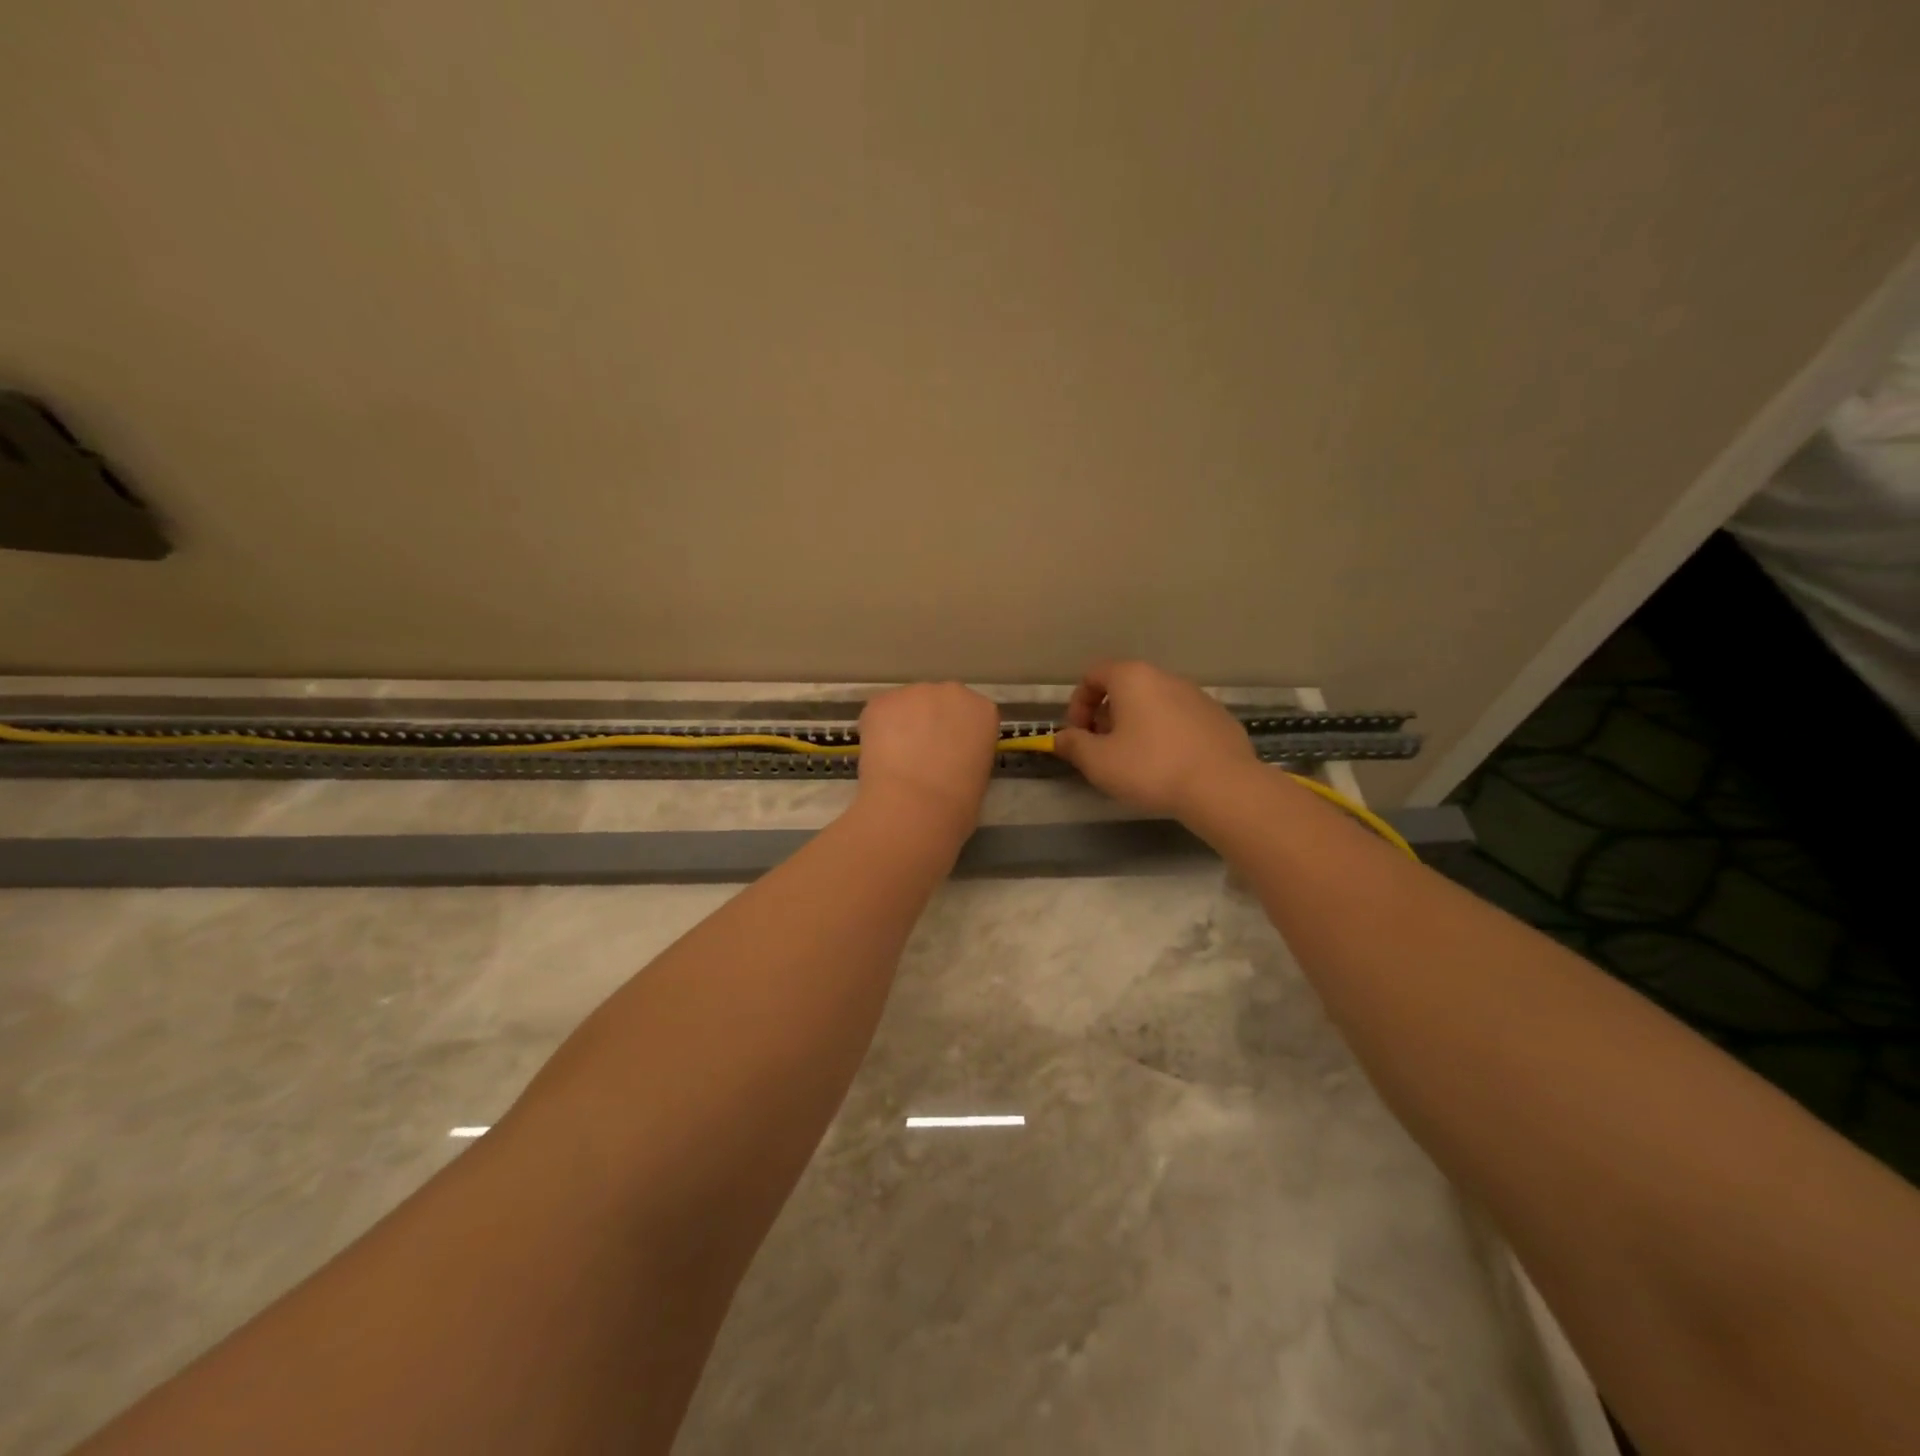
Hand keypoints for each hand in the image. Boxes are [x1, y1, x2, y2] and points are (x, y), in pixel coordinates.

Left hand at [854, 682, 1000, 836]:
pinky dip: (877, 731)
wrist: (915, 806)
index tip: (949, 752)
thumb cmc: (958, 803)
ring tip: (896, 758)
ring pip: (906, 706)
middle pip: (938, 702)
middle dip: (930, 722)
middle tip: (921, 754)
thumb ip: (966, 754)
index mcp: (982, 710)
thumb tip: (948, 758)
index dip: (956, 733)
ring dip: (902, 725)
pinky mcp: (881, 701)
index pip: (971, 714)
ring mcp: (914, 692)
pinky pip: (880, 713)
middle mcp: (952, 692)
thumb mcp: (978, 775)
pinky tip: (879, 757)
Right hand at [1053, 660, 1258, 819]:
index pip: (1093, 675)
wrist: (1222, 787)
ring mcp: (1197, 695)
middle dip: (1106, 716)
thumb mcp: (1098, 762)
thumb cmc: (1150, 768)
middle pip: (1124, 688)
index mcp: (1132, 678)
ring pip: (1154, 704)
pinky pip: (1180, 720)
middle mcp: (1165, 677)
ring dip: (1136, 725)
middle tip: (1103, 750)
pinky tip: (1169, 765)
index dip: (1077, 704)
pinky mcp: (1219, 717)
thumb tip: (1060, 738)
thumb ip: (1073, 745)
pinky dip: (1166, 735)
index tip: (1078, 735)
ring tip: (1135, 761)